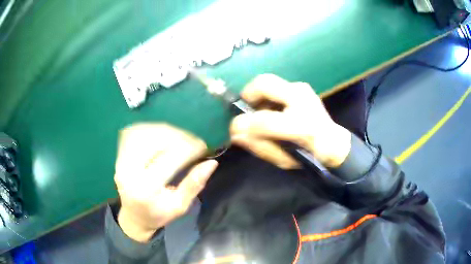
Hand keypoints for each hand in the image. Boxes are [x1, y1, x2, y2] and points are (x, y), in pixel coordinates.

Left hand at [114, 123, 217, 242]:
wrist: (134, 217)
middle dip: (178, 136)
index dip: (190, 148)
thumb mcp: (180, 206)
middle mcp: (130, 171)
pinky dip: (151, 130)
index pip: (170, 158)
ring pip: (144, 133)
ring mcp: (121, 161)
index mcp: (146, 188)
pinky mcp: (119, 156)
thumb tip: (211, 163)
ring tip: (180, 138)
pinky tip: (162, 136)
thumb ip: (194, 184)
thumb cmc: (158, 215)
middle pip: (155, 140)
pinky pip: (134, 133)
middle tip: (193, 142)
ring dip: (165, 131)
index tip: (204, 147)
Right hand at [230, 74, 350, 168]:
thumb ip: (259, 146)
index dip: (242, 124)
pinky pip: (276, 85)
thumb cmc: (309, 154)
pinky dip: (266, 95)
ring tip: (258, 111)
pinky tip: (270, 109)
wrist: (334, 142)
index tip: (233, 129)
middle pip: (264, 82)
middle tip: (245, 110)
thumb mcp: (283, 159)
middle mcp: (302, 100)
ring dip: (257, 95)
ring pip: (268, 80)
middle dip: (247, 94)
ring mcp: (302, 89)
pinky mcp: (302, 87)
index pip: (264, 121)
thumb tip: (235, 134)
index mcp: (303, 126)